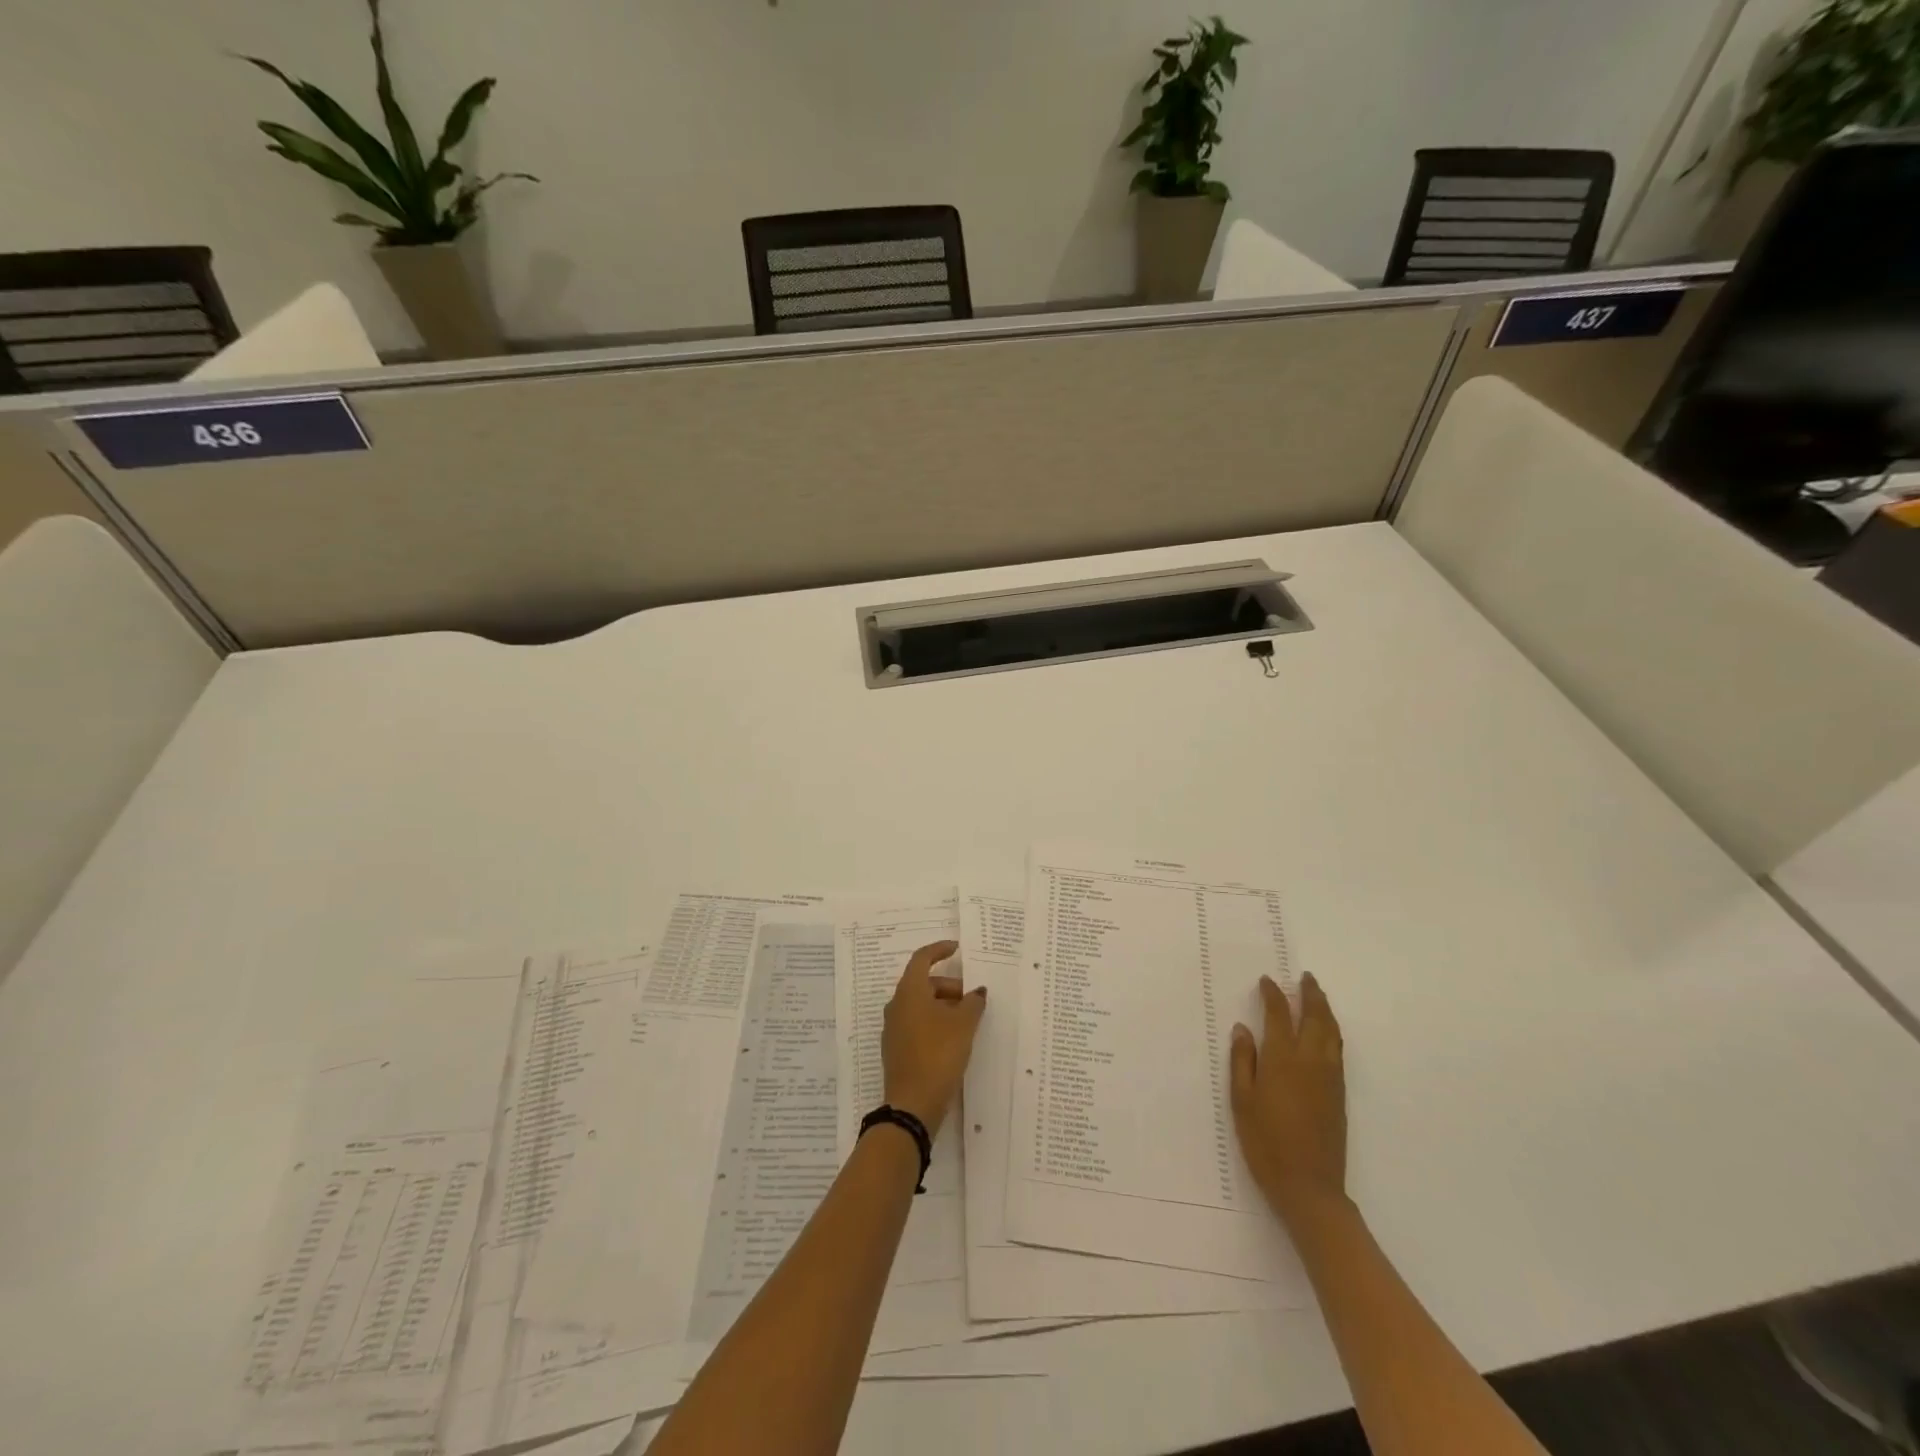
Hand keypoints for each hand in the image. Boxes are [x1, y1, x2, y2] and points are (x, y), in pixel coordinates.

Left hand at [881, 940, 986, 1136]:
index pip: (922, 959)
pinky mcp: (897, 1049)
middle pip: (924, 984)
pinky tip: (954, 1040)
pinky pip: (918, 1024)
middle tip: (972, 999)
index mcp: (909, 992)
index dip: (939, 950)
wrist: (913, 1104)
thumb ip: (973, 1003)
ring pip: (921, 1005)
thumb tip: (977, 992)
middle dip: (949, 986)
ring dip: (944, 1006)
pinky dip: (936, 1023)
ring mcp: (894, 1028)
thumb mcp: (963, 1025)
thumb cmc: (938, 1053)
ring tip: (968, 1020)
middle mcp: (897, 1005)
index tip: (957, 949)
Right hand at [1230, 973, 1347, 1228]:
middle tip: (1304, 978)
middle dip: (1310, 995)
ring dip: (1325, 1010)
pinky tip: (1326, 1032)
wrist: (1309, 1187)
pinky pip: (1337, 1050)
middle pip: (1315, 1018)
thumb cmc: (1266, 1143)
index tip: (1266, 981)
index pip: (1280, 1015)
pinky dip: (1332, 1031)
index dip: (1273, 995)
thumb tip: (1243, 1029)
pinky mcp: (1339, 1094)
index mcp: (1283, 1060)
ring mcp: (1329, 1078)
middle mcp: (1310, 1062)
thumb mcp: (1242, 1101)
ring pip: (1332, 1033)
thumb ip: (1243, 1061)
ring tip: (1317, 996)